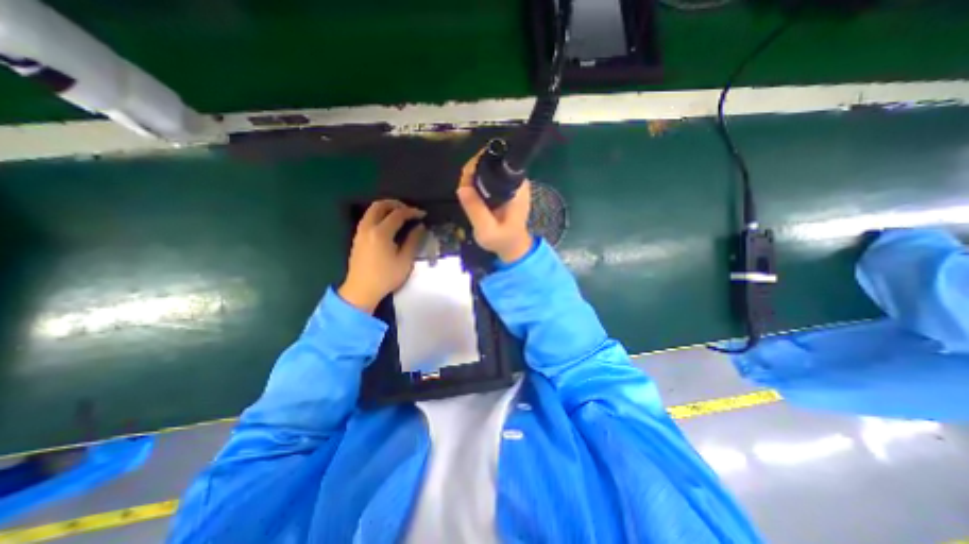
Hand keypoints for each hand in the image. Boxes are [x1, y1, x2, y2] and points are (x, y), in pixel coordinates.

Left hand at [339, 199, 427, 311]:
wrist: (361, 290)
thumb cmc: (386, 277)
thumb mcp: (405, 260)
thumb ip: (413, 241)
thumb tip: (420, 227)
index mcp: (381, 233)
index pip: (398, 214)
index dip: (412, 212)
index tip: (423, 215)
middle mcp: (368, 228)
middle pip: (380, 205)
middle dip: (396, 204)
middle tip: (409, 210)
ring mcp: (360, 232)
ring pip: (372, 210)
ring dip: (386, 208)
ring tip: (400, 215)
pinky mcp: (357, 237)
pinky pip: (368, 218)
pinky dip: (379, 215)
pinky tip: (388, 224)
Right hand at [459, 150, 533, 261]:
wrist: (513, 246)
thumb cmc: (503, 240)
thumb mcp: (487, 229)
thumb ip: (475, 209)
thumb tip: (462, 187)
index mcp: (516, 187)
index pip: (496, 163)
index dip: (477, 165)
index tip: (465, 178)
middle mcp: (516, 181)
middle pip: (491, 163)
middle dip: (473, 170)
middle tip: (463, 188)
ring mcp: (511, 184)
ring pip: (488, 169)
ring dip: (474, 176)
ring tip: (465, 191)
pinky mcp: (505, 189)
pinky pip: (489, 178)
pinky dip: (477, 182)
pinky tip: (471, 192)